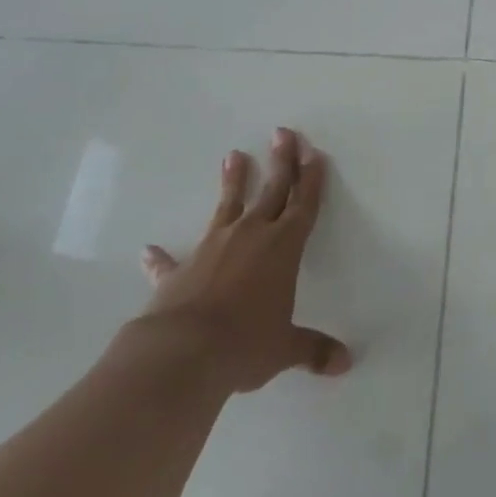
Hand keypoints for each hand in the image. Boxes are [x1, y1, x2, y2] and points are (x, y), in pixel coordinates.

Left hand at [137, 127, 351, 393]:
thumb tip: (345, 364)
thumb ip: (313, 350)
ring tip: (233, 155)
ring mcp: (212, 247)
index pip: (304, 204)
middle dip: (281, 161)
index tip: (313, 152)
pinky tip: (150, 250)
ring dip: (233, 181)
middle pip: (272, 190)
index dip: (311, 178)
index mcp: (283, 247)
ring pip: (228, 205)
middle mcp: (251, 236)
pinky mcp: (178, 269)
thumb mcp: (284, 349)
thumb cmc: (245, 344)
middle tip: (283, 133)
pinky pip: (170, 260)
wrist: (181, 354)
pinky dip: (161, 257)